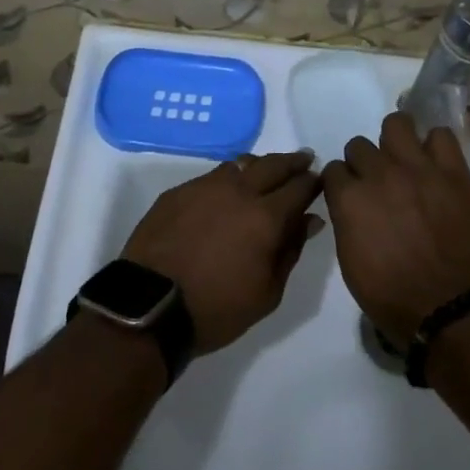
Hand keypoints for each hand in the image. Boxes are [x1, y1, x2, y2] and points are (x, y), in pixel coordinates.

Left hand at [122, 151, 324, 353]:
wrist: (149, 306)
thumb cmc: (216, 308)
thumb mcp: (267, 293)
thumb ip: (291, 250)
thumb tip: (309, 220)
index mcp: (266, 216)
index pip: (300, 186)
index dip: (313, 181)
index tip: (320, 180)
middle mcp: (239, 191)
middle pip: (273, 164)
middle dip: (293, 162)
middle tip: (304, 160)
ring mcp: (205, 186)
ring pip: (241, 164)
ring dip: (260, 166)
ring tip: (266, 172)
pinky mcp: (179, 191)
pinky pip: (212, 176)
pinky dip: (229, 178)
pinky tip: (227, 191)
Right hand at [319, 112, 469, 342]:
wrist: (448, 309)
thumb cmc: (391, 296)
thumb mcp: (350, 262)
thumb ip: (346, 220)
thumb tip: (350, 204)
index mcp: (350, 199)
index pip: (333, 169)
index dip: (341, 183)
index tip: (351, 194)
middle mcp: (379, 174)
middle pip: (359, 145)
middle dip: (364, 164)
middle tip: (379, 184)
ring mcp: (418, 168)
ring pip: (396, 124)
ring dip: (395, 142)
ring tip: (405, 162)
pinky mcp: (453, 172)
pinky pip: (441, 135)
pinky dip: (435, 147)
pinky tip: (435, 165)